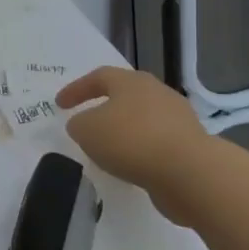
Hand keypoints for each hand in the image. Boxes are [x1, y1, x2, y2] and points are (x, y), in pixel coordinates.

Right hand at [56, 67, 209, 221]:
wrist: (189, 172)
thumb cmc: (131, 140)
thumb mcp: (87, 130)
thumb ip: (79, 124)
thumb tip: (84, 124)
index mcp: (131, 81)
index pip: (98, 77)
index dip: (76, 89)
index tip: (59, 105)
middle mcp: (157, 93)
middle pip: (125, 95)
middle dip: (104, 106)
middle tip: (87, 120)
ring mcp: (178, 119)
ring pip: (142, 119)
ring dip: (123, 130)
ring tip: (107, 148)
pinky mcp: (189, 145)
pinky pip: (155, 142)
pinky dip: (139, 150)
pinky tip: (129, 165)